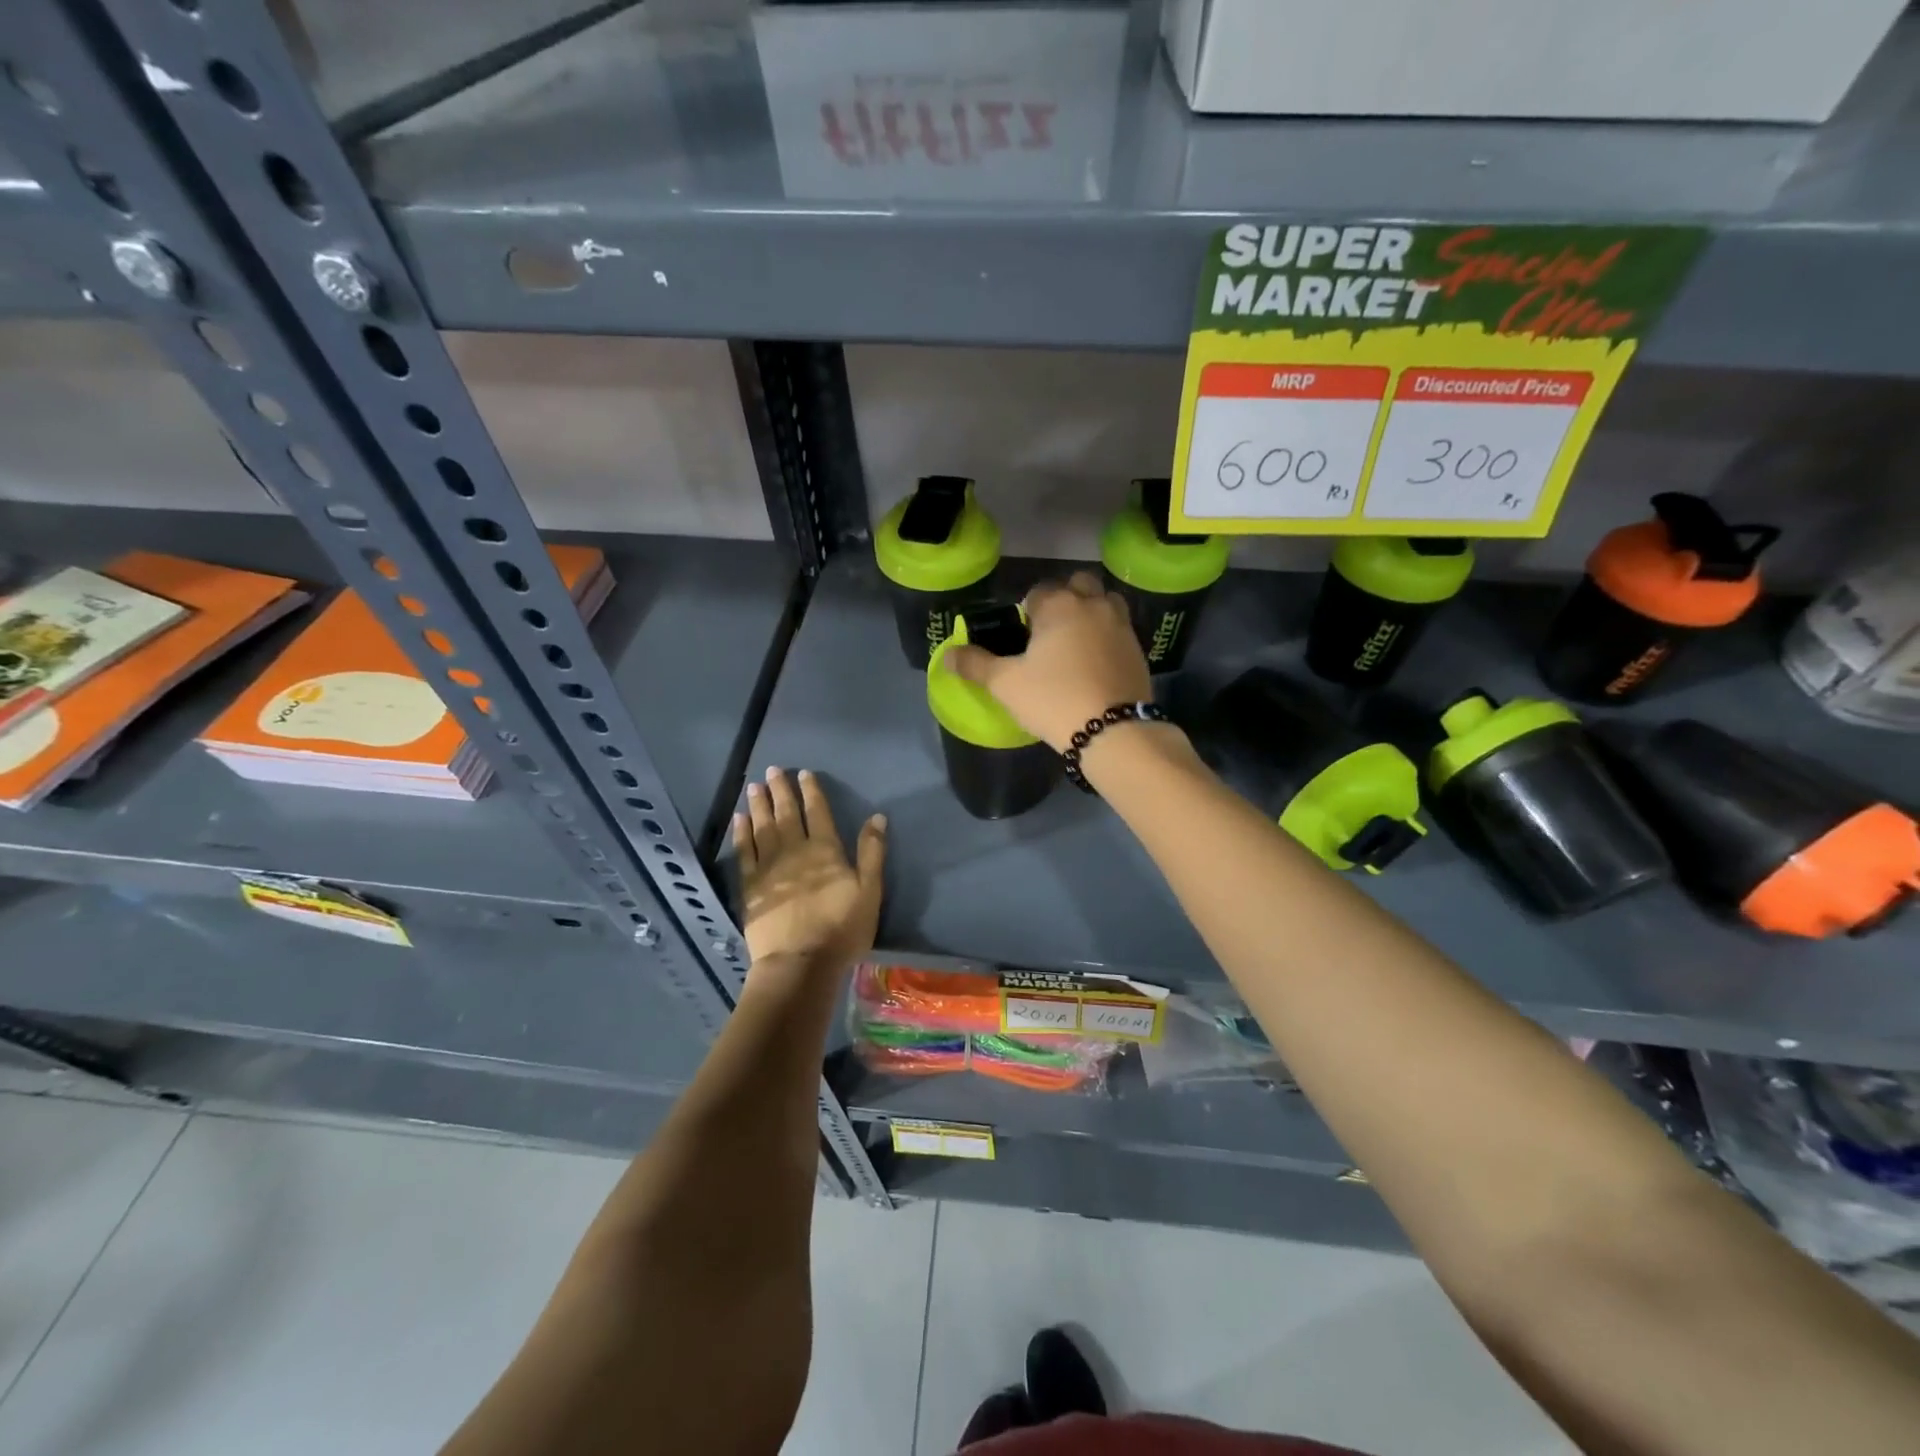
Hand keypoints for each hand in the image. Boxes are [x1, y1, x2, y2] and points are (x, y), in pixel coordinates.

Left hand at [733, 767, 885, 968]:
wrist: (800, 963)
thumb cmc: (841, 929)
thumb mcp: (870, 891)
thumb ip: (872, 852)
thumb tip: (877, 816)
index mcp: (825, 850)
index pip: (817, 812)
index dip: (811, 791)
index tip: (804, 773)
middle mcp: (795, 850)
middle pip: (786, 814)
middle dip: (781, 790)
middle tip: (773, 770)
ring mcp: (769, 867)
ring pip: (763, 827)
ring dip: (759, 805)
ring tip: (755, 786)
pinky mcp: (751, 886)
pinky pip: (744, 851)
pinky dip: (742, 832)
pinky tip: (740, 818)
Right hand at [946, 571, 1151, 751]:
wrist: (1112, 730)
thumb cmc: (1052, 699)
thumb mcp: (1005, 684)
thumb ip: (975, 665)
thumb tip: (947, 655)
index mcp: (1058, 605)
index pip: (1038, 591)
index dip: (1027, 608)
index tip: (1022, 632)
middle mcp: (1092, 605)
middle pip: (1079, 584)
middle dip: (1065, 597)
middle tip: (1051, 630)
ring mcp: (1121, 625)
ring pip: (1106, 602)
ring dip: (1092, 611)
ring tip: (1077, 641)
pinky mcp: (1138, 649)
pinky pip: (1120, 630)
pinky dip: (1108, 636)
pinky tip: (1096, 662)